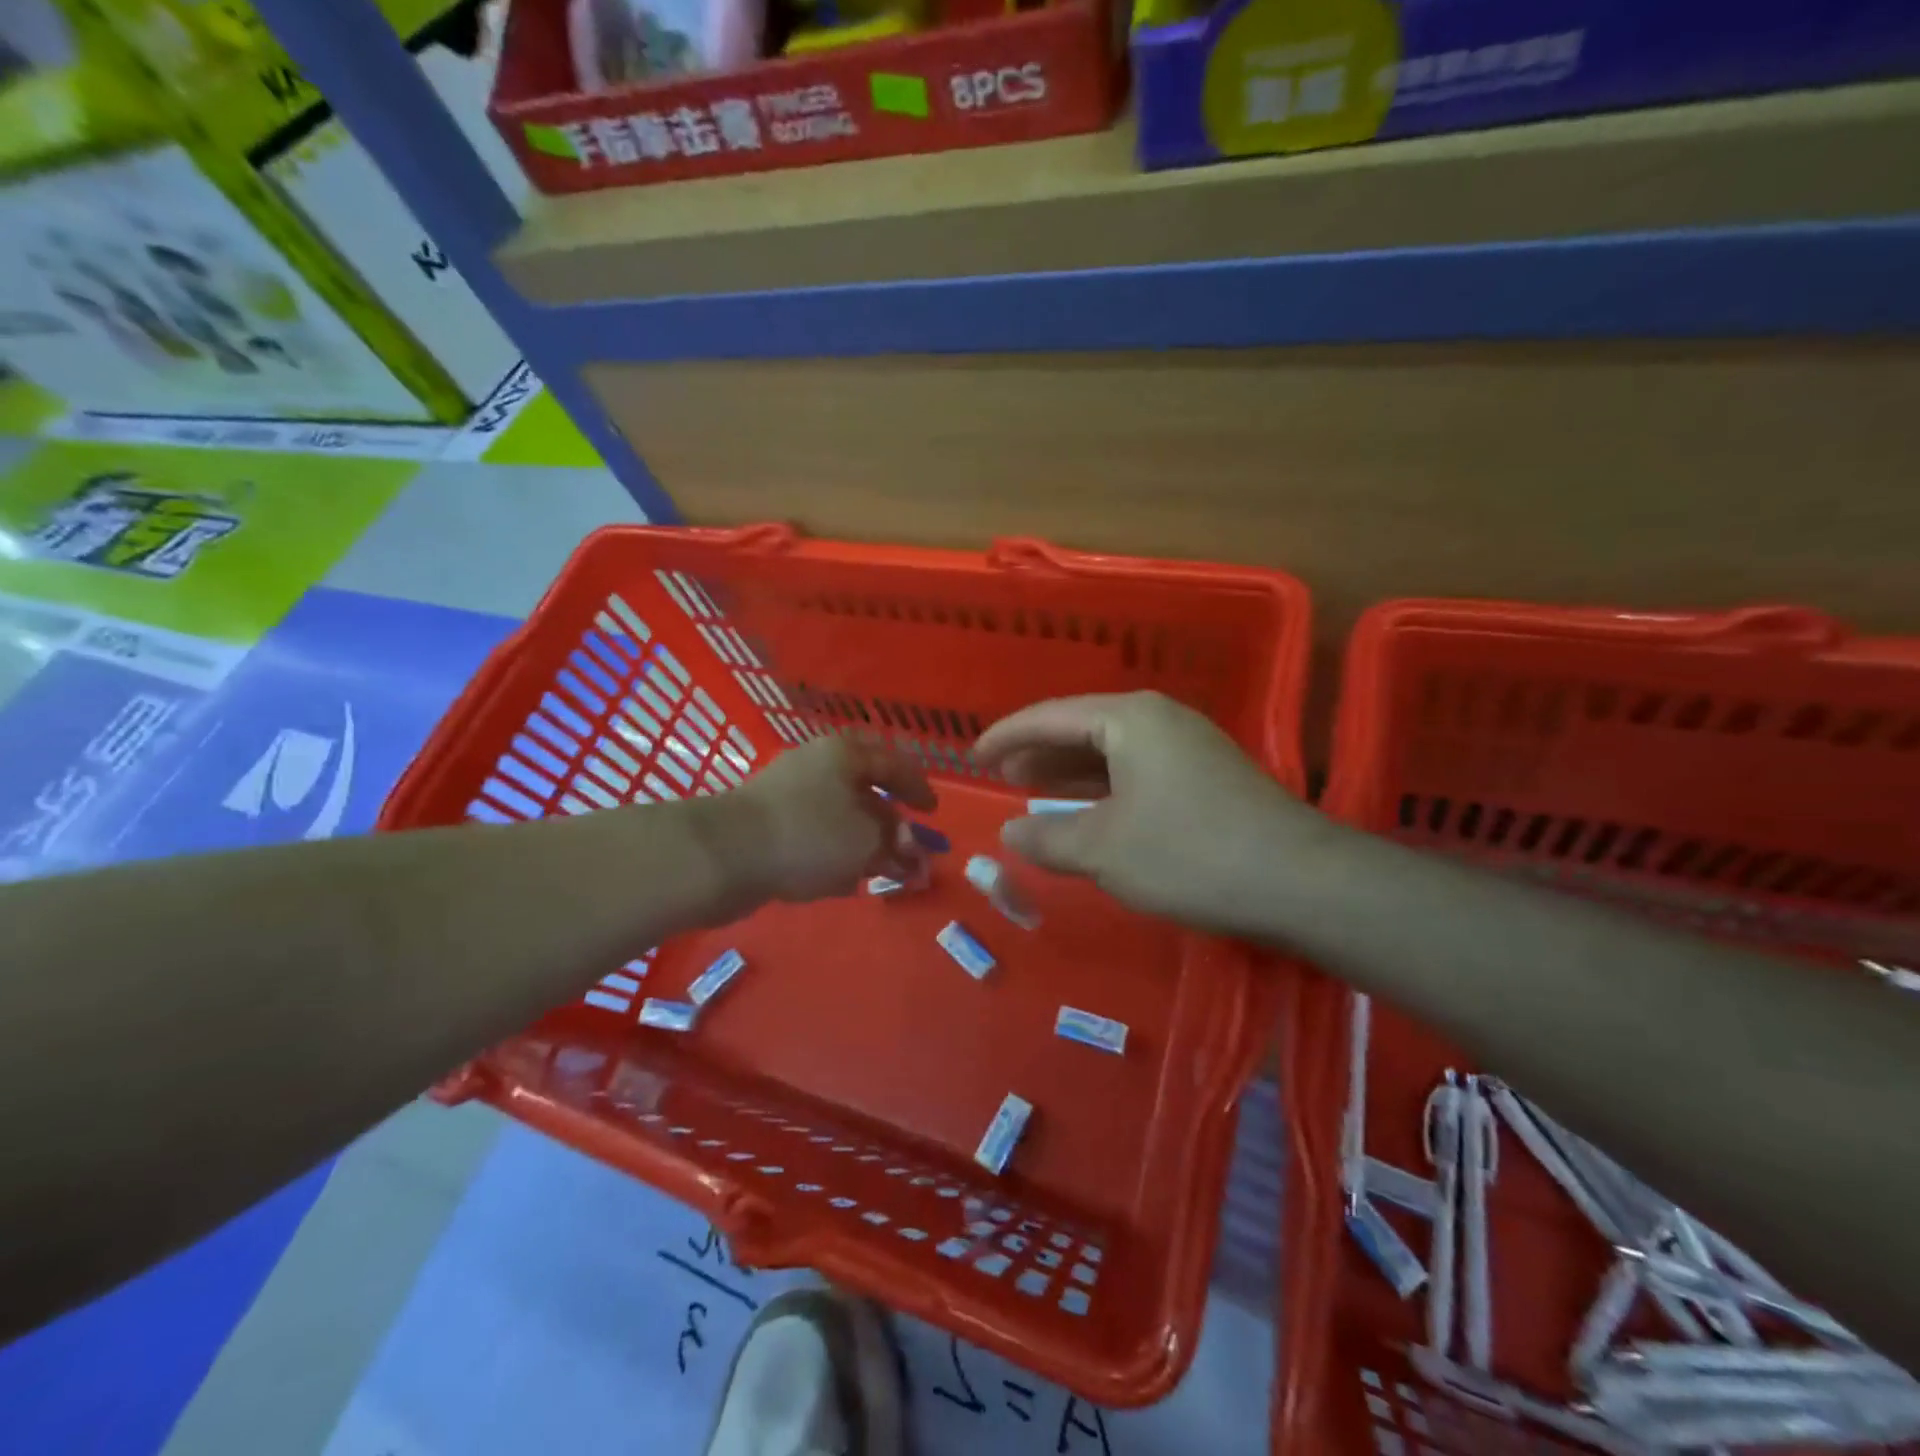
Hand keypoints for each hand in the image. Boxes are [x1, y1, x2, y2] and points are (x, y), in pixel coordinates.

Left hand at [724, 735, 936, 904]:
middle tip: (906, 850)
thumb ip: (897, 847)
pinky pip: (812, 833)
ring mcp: (787, 792)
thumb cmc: (809, 836)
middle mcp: (817, 764)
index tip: (932, 812)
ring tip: (877, 872)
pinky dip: (832, 852)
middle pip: (865, 790)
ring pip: (838, 815)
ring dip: (862, 842)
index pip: (893, 763)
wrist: (723, 854)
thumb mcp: (867, 842)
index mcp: (845, 754)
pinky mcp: (766, 822)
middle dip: (890, 824)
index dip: (917, 788)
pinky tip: (839, 879)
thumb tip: (915, 855)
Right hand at [974, 692, 1331, 934]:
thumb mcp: (1104, 850)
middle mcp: (1159, 719)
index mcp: (1129, 718)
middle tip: (1001, 776)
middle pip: (1081, 728)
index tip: (973, 757)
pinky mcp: (1206, 777)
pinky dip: (1103, 788)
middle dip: (1038, 753)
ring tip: (1032, 790)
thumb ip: (1047, 839)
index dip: (1007, 737)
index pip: (1050, 717)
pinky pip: (1136, 771)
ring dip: (1069, 772)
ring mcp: (1188, 746)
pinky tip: (1088, 810)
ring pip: (1111, 752)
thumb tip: (1009, 833)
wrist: (1300, 883)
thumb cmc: (1189, 854)